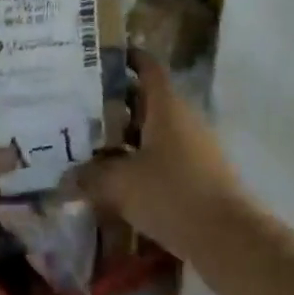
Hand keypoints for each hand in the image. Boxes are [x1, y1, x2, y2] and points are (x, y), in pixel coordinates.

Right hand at [73, 49, 243, 255]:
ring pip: (155, 129)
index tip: (98, 58)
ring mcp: (195, 145)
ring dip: (127, 135)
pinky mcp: (200, 172)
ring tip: (92, 145)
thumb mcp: (122, 185)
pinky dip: (142, 159)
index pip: (147, 66)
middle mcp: (183, 116)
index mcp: (166, 105)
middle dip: (115, 102)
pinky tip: (119, 179)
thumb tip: (65, 178)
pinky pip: (165, 154)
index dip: (126, 58)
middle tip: (80, 109)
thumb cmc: (173, 194)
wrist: (228, 236)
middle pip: (147, 98)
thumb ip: (91, 177)